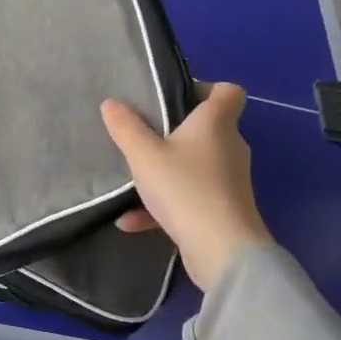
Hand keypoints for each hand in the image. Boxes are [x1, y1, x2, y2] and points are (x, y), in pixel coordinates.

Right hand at [101, 81, 271, 291]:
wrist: (222, 251)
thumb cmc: (184, 189)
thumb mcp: (144, 155)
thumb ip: (126, 128)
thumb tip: (111, 103)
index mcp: (216, 124)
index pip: (228, 91)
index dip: (204, 88)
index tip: (172, 98)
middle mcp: (229, 147)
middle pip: (207, 128)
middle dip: (174, 132)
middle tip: (142, 135)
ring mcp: (228, 180)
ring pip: (195, 165)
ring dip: (165, 171)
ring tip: (133, 178)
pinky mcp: (223, 209)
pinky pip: (190, 197)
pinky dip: (164, 205)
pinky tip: (130, 221)